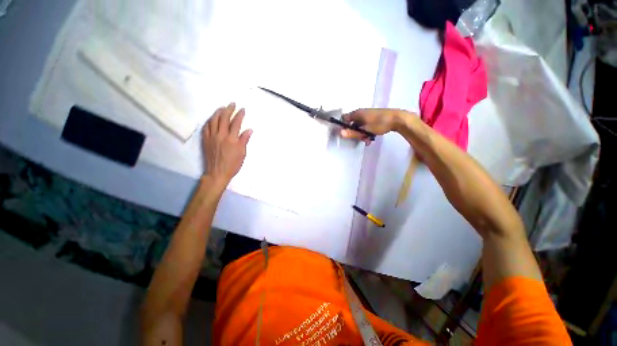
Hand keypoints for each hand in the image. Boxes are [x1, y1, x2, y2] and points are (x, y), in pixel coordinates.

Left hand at [202, 103, 251, 184]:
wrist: (217, 173)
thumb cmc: (232, 164)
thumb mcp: (242, 153)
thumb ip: (244, 140)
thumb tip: (249, 130)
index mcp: (232, 139)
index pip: (236, 123)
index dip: (240, 115)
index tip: (242, 109)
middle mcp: (221, 135)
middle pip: (224, 118)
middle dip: (229, 109)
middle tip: (232, 104)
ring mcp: (211, 137)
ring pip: (213, 120)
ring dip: (218, 112)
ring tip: (222, 108)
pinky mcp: (205, 140)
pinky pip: (206, 126)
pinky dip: (210, 120)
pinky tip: (212, 118)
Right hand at [340, 109, 408, 143]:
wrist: (398, 119)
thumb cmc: (380, 123)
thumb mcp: (365, 130)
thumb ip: (353, 133)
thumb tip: (340, 133)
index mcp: (357, 113)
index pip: (344, 118)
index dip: (343, 126)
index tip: (347, 134)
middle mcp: (361, 113)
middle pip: (352, 124)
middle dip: (355, 133)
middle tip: (360, 138)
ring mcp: (367, 115)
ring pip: (359, 126)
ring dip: (361, 134)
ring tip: (367, 140)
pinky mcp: (373, 118)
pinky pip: (366, 126)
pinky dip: (366, 132)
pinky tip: (370, 138)